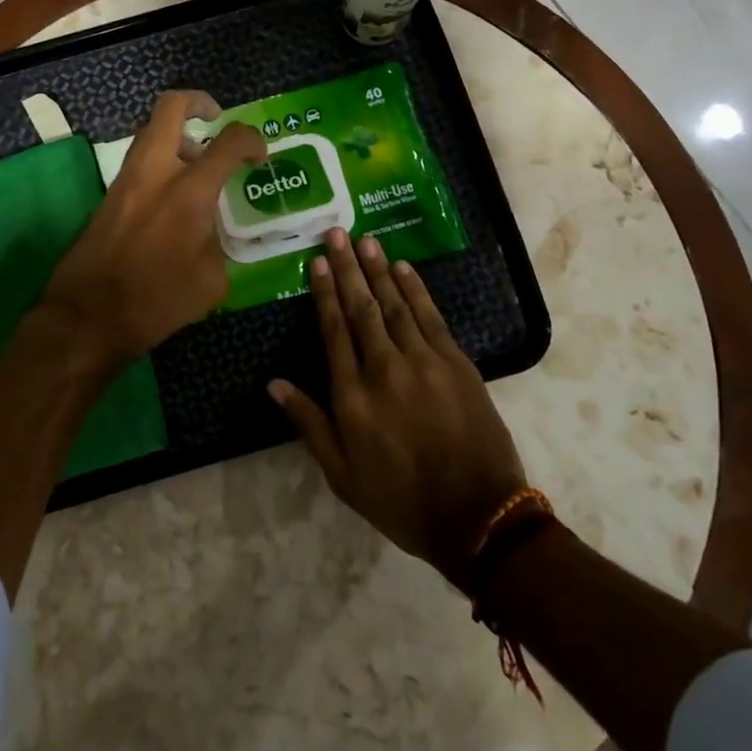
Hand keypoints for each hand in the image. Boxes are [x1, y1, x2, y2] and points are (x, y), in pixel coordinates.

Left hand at [38, 90, 266, 371]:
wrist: (87, 318)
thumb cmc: (156, 302)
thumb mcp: (211, 281)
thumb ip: (217, 242)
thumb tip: (211, 231)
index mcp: (188, 191)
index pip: (229, 141)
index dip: (252, 140)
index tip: (260, 157)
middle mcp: (154, 172)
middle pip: (171, 106)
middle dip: (198, 102)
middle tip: (216, 120)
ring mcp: (125, 180)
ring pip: (149, 131)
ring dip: (177, 135)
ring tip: (197, 164)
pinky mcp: (108, 196)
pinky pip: (139, 161)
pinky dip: (160, 162)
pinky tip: (174, 197)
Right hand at [270, 229, 527, 586]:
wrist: (478, 517)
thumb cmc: (401, 500)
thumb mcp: (342, 475)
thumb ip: (309, 424)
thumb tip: (273, 384)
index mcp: (353, 396)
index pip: (333, 330)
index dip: (324, 293)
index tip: (316, 262)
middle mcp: (384, 368)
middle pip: (361, 307)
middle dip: (347, 268)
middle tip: (337, 233)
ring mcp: (424, 362)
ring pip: (395, 305)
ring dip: (379, 270)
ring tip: (366, 241)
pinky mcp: (456, 363)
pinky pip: (431, 317)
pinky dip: (416, 290)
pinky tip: (404, 269)